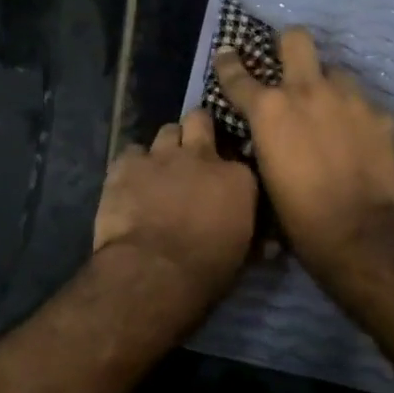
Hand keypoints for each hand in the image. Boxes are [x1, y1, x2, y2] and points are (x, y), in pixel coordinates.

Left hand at [94, 108, 257, 306]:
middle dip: (197, 130)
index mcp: (237, 178)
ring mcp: (162, 156)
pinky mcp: (127, 165)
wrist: (154, 271)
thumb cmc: (206, 271)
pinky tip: (130, 182)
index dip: (228, 168)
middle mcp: (202, 156)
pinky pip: (130, 152)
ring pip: (167, 130)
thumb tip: (266, 243)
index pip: (239, 158)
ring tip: (160, 168)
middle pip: (200, 121)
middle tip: (192, 151)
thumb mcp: (241, 254)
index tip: (223, 181)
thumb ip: (249, 234)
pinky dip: (132, 165)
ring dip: (166, 147)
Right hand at [214, 28, 393, 268]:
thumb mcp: (265, 177)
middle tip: (289, 63)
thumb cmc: (299, 217)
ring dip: (329, 86)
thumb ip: (264, 143)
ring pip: (337, 71)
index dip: (228, 63)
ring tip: (331, 113)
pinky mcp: (383, 115)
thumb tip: (267, 136)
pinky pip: (365, 105)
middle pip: (297, 39)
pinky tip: (362, 141)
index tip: (227, 53)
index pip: (238, 75)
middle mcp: (309, 91)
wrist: (361, 233)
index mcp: (270, 110)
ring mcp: (351, 99)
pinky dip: (359, 118)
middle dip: (289, 45)